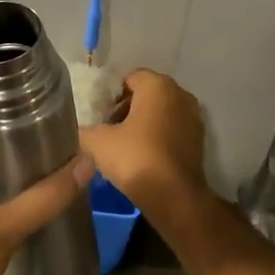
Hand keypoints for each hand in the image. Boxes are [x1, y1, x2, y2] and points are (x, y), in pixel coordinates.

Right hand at [80, 69, 209, 214]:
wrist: (173, 197)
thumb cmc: (135, 158)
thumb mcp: (97, 142)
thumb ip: (84, 129)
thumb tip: (76, 129)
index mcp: (158, 85)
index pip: (130, 77)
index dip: (111, 94)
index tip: (99, 114)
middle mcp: (180, 94)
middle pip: (147, 94)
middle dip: (126, 107)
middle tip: (108, 128)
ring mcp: (194, 117)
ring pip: (161, 112)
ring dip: (143, 122)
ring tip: (122, 144)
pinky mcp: (199, 140)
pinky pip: (172, 129)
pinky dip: (158, 136)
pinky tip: (142, 156)